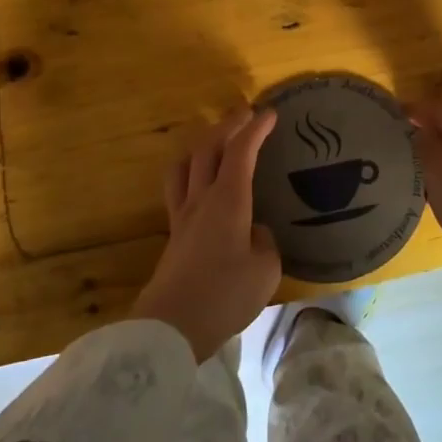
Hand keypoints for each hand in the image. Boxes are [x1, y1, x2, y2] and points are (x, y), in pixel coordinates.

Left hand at [128, 108, 281, 360]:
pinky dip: (191, 171)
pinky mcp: (173, 234)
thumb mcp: (265, 270)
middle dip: (228, 126)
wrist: (172, 327)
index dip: (255, 129)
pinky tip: (200, 183)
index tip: (269, 114)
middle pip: (208, 148)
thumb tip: (254, 231)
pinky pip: (178, 187)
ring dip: (202, 144)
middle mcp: (201, 199)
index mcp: (227, 201)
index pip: (240, 152)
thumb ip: (265, 242)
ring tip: (215, 141)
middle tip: (245, 115)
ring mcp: (182, 216)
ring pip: (184, 165)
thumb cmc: (225, 295)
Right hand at [410, 99, 441, 362]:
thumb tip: (416, 127)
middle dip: (422, 138)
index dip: (409, 113)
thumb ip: (423, 143)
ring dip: (434, 161)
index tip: (383, 121)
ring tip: (407, 174)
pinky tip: (433, 196)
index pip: (435, 109)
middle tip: (391, 151)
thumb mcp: (438, 171)